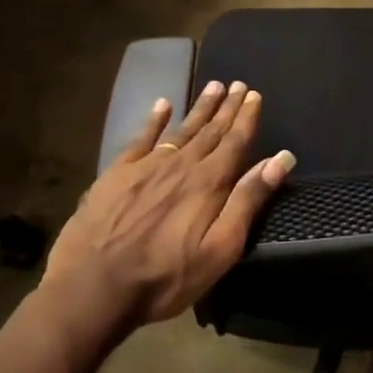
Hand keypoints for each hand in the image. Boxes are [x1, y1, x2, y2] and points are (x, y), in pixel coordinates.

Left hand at [43, 80, 294, 330]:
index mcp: (208, 183)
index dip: (246, 118)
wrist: (92, 288)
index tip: (254, 95)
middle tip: (237, 85)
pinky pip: (140, 138)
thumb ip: (248, 201)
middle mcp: (181, 165)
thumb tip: (280, 159)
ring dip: (199, 108)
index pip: (235, 142)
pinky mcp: (116, 174)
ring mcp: (146, 166)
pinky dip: (154, 120)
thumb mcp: (220, 249)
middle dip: (226, 107)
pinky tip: (162, 104)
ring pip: (180, 129)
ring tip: (212, 86)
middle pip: (210, 130)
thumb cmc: (165, 277)